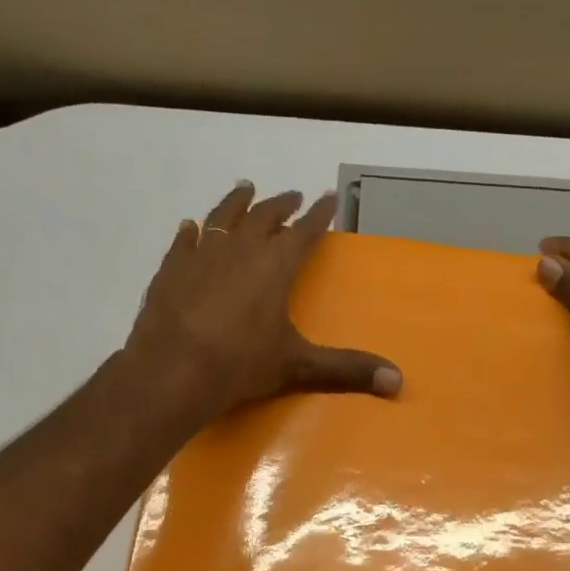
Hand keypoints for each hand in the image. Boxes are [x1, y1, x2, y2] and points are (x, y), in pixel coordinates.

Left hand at [120, 181, 401, 427]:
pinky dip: (193, 232)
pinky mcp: (171, 269)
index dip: (319, 215)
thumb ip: (346, 369)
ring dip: (237, 202)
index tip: (329, 197)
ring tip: (245, 189)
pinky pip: (184, 241)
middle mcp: (240, 250)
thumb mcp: (298, 366)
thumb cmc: (240, 363)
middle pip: (264, 216)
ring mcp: (201, 255)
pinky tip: (191, 227)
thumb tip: (398, 381)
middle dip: (281, 205)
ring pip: (223, 217)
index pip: (304, 232)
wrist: (172, 370)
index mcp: (275, 266)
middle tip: (292, 195)